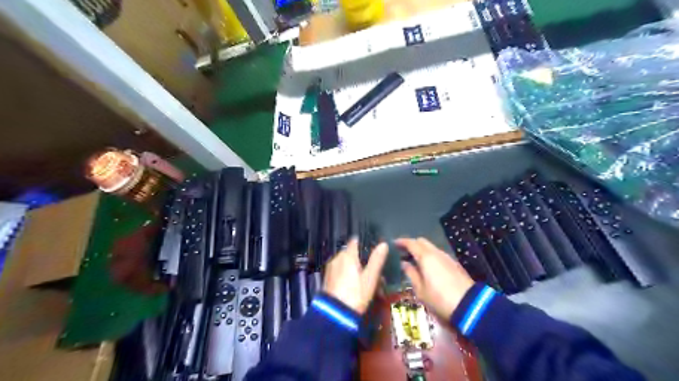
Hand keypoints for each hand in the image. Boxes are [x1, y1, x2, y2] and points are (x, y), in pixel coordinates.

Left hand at [321, 239, 387, 313]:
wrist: (335, 315)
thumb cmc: (356, 294)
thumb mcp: (370, 278)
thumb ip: (376, 260)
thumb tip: (383, 244)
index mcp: (347, 255)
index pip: (355, 241)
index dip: (364, 243)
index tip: (372, 249)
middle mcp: (337, 258)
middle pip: (350, 253)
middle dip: (360, 258)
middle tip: (371, 269)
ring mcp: (330, 268)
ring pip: (344, 263)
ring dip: (352, 267)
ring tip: (363, 280)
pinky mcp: (327, 278)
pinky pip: (339, 271)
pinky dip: (346, 274)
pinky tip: (352, 285)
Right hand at [399, 238, 472, 318]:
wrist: (469, 306)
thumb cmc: (439, 299)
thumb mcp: (420, 290)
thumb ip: (411, 274)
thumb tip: (404, 263)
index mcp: (426, 257)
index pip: (411, 243)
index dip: (401, 242)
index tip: (393, 244)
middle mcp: (436, 253)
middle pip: (422, 241)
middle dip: (412, 244)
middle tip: (403, 253)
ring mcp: (447, 257)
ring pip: (431, 247)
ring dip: (422, 251)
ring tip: (414, 261)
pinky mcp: (454, 264)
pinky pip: (438, 255)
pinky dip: (430, 256)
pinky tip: (428, 267)